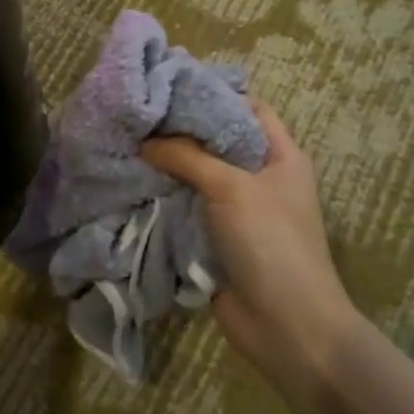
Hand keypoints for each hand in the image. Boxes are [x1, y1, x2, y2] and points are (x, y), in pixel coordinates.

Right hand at [142, 101, 358, 393]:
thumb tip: (145, 141)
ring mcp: (238, 211)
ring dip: (167, 166)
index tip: (170, 87)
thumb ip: (187, 156)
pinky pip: (187, 208)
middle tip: (138, 115)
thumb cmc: (271, 242)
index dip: (214, 95)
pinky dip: (164, 198)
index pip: (249, 109)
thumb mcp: (231, 187)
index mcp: (281, 157)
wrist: (286, 325)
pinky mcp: (216, 238)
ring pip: (197, 176)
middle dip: (180, 131)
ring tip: (127, 144)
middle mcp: (260, 178)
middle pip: (217, 142)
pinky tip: (132, 184)